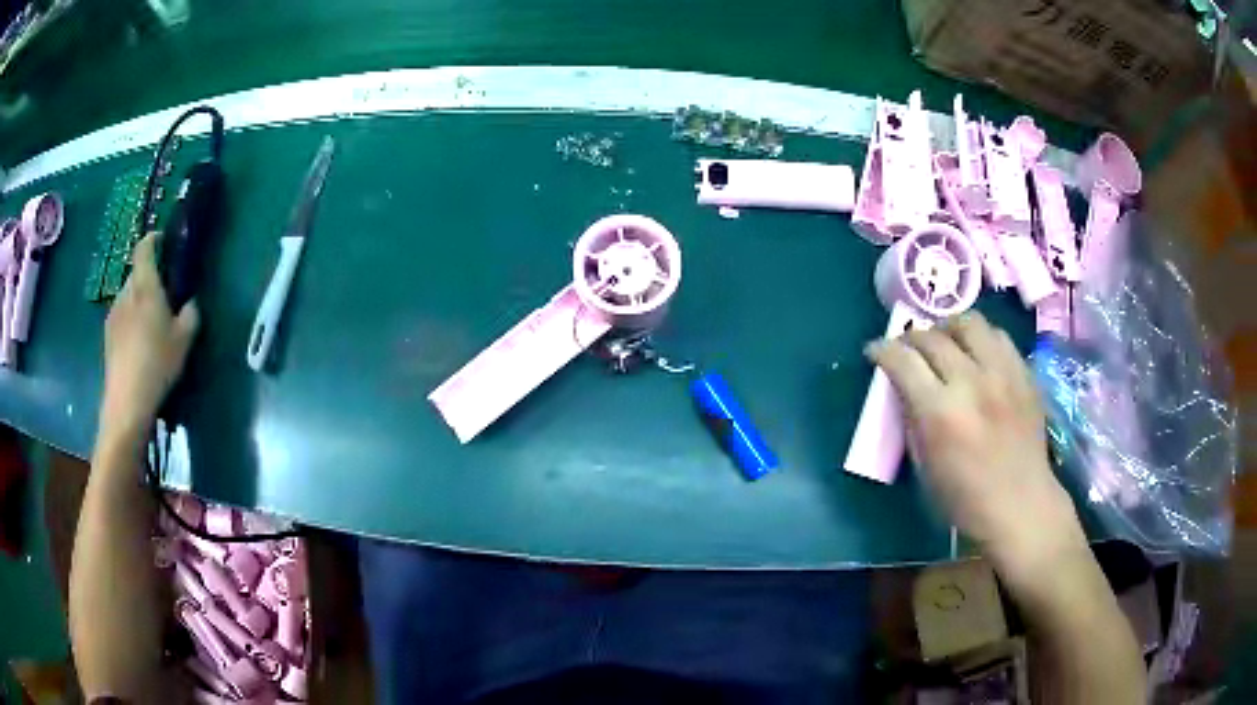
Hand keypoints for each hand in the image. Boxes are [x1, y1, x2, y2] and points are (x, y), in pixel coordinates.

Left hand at [99, 233, 199, 441]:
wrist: (126, 401)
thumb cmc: (156, 364)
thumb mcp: (183, 340)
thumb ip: (189, 315)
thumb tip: (190, 303)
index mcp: (145, 287)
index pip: (144, 248)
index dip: (153, 240)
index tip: (164, 242)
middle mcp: (126, 293)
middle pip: (136, 273)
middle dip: (149, 276)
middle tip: (163, 293)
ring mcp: (114, 314)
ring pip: (128, 295)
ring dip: (138, 299)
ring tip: (151, 322)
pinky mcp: (108, 335)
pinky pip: (121, 315)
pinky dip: (130, 318)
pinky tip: (138, 342)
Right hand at [866, 312, 1083, 578]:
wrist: (1021, 506)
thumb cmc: (965, 499)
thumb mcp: (924, 467)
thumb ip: (912, 421)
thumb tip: (904, 390)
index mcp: (940, 413)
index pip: (903, 361)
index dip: (882, 350)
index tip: (874, 352)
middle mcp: (972, 382)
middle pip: (933, 337)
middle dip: (911, 338)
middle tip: (906, 350)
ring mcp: (1003, 374)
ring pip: (969, 322)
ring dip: (948, 328)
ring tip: (944, 342)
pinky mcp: (1024, 374)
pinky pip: (998, 336)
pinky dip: (980, 339)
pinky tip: (976, 354)